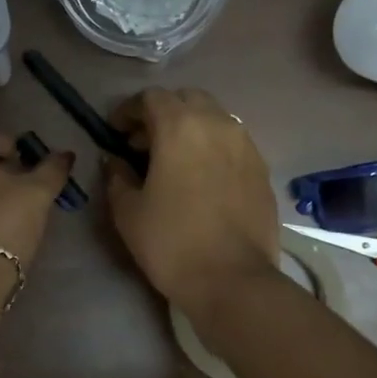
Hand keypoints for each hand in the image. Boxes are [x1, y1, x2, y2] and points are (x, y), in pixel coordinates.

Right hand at [105, 88, 279, 315]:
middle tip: (144, 144)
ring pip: (214, 118)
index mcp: (180, 127)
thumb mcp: (128, 211)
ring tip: (174, 160)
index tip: (116, 133)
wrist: (232, 280)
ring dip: (190, 128)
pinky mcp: (262, 168)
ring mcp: (246, 145)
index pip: (151, 98)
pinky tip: (202, 177)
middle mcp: (217, 124)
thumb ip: (117, 177)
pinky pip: (233, 142)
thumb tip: (114, 161)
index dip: (128, 111)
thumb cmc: (171, 243)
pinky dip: (213, 147)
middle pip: (187, 99)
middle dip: (162, 113)